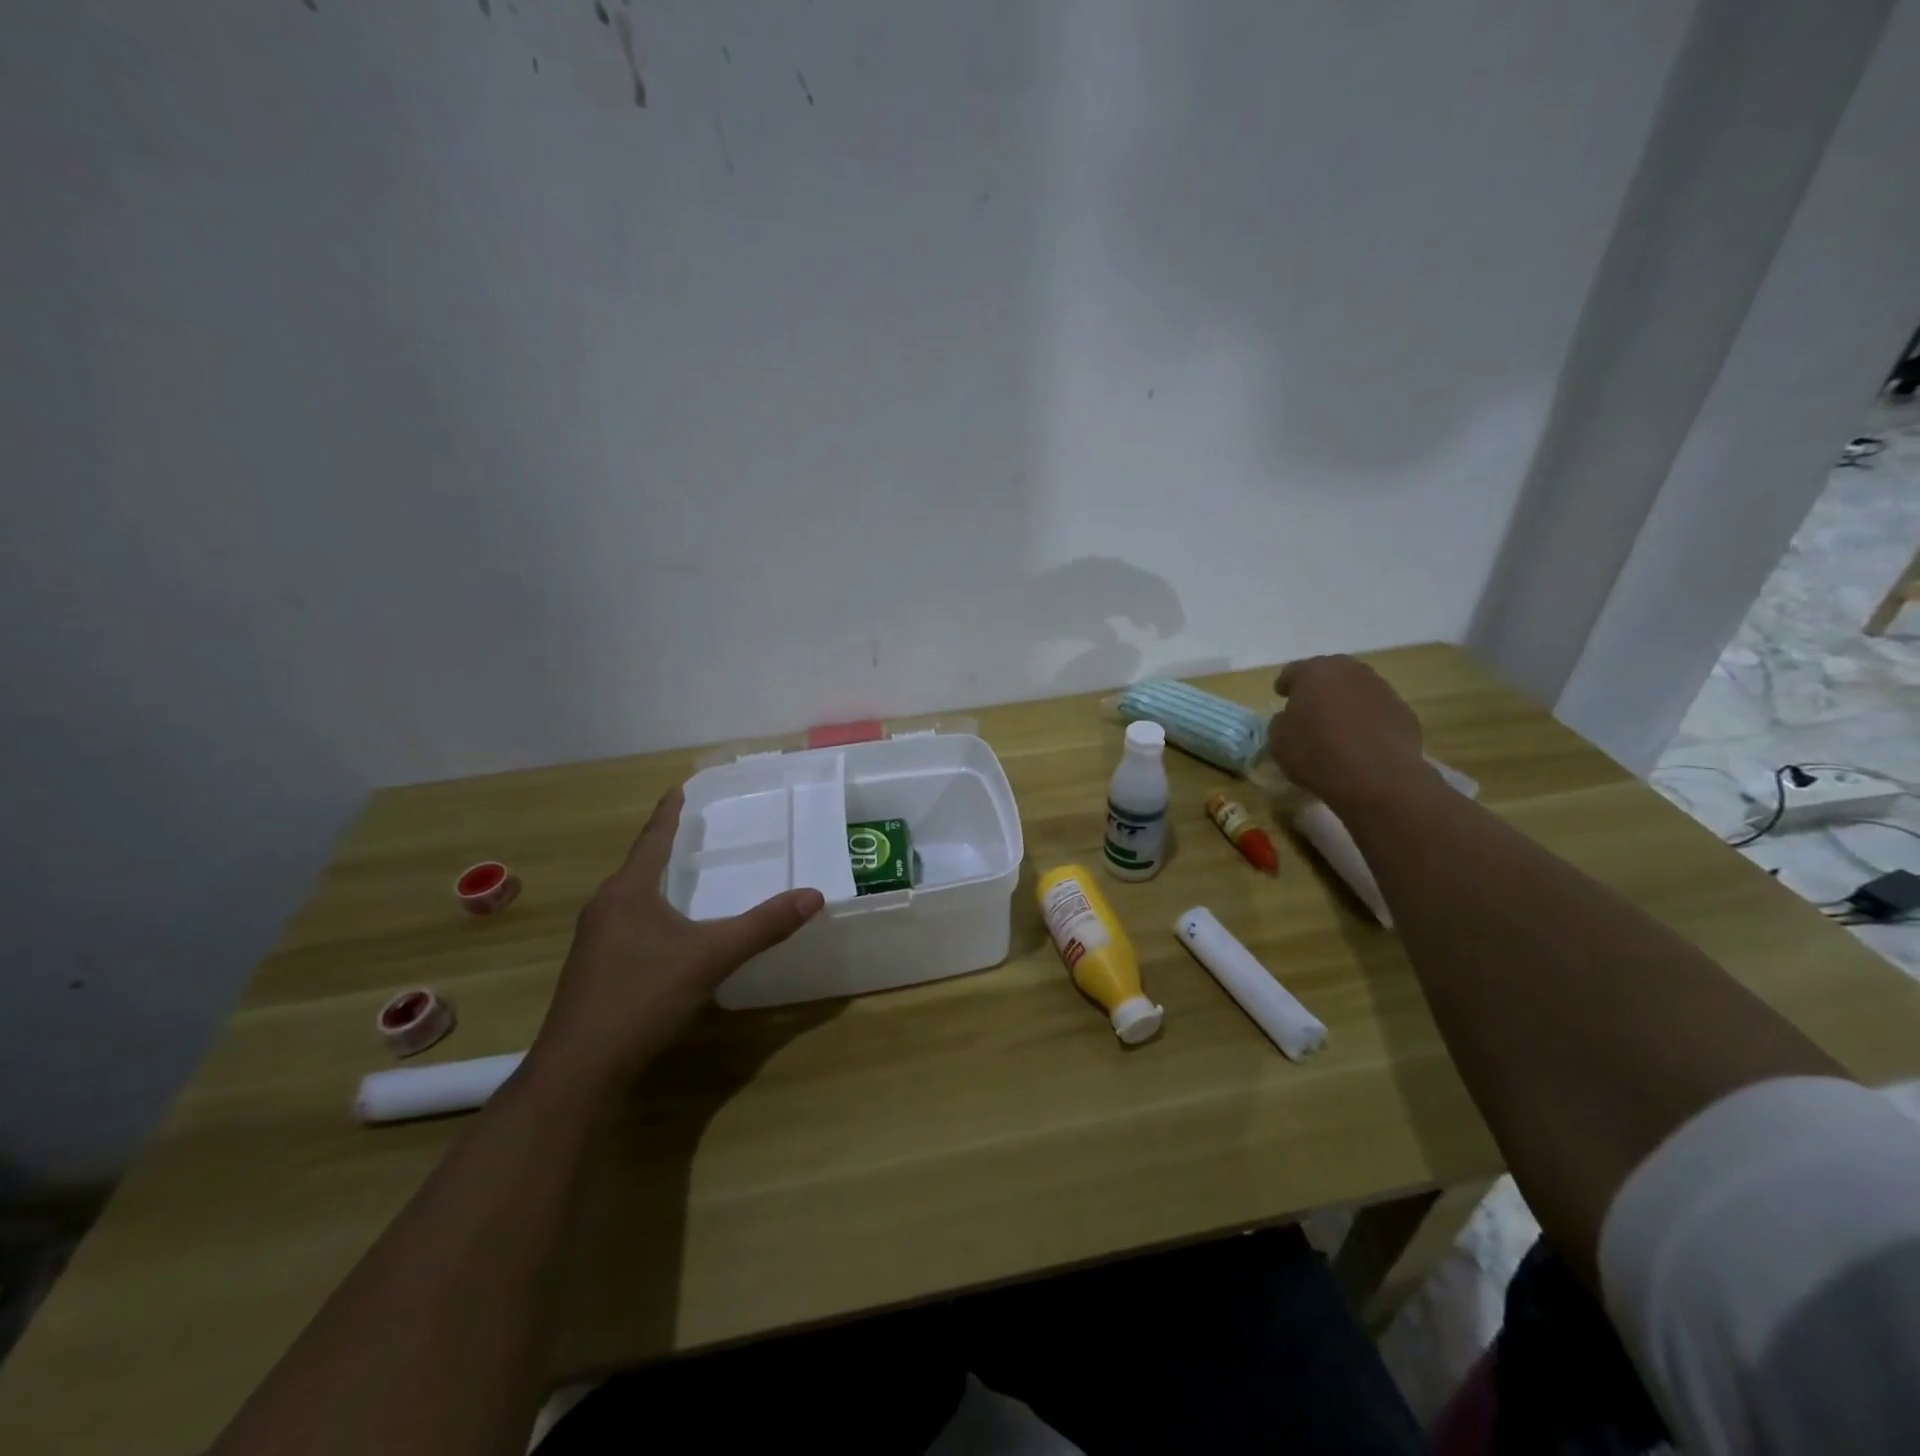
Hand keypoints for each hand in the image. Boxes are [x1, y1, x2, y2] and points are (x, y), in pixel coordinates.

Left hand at [525, 786, 824, 1093]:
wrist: (579, 1069)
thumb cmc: (642, 997)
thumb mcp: (711, 957)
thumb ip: (763, 926)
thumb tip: (814, 896)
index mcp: (627, 892)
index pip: (652, 839)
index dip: (668, 813)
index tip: (678, 788)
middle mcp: (605, 908)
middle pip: (639, 866)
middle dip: (664, 846)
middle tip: (694, 829)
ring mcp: (594, 941)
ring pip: (631, 898)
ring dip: (656, 881)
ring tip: (683, 875)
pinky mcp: (593, 970)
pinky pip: (628, 923)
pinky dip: (652, 912)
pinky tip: (667, 932)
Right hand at [1269, 656, 1430, 808]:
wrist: (1377, 776)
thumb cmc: (1317, 753)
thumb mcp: (1278, 742)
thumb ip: (1280, 723)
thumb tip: (1289, 719)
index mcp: (1314, 672)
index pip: (1293, 671)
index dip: (1285, 684)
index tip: (1281, 695)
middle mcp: (1350, 671)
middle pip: (1330, 673)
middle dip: (1319, 687)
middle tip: (1310, 707)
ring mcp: (1381, 689)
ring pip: (1356, 689)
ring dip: (1346, 702)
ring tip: (1338, 726)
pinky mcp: (1403, 711)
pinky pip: (1378, 710)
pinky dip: (1368, 720)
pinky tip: (1362, 741)